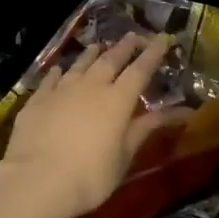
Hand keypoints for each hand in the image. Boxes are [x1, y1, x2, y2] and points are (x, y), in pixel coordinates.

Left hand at [0, 34, 173, 217]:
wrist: (37, 180)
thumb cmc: (90, 175)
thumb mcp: (124, 156)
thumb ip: (146, 129)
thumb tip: (181, 111)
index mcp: (118, 100)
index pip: (140, 70)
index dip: (152, 54)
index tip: (161, 39)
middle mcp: (91, 87)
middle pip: (110, 60)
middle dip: (124, 47)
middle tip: (133, 36)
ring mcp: (61, 91)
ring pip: (80, 65)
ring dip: (91, 54)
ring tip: (98, 46)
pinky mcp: (37, 101)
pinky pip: (50, 80)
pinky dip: (58, 72)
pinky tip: (59, 70)